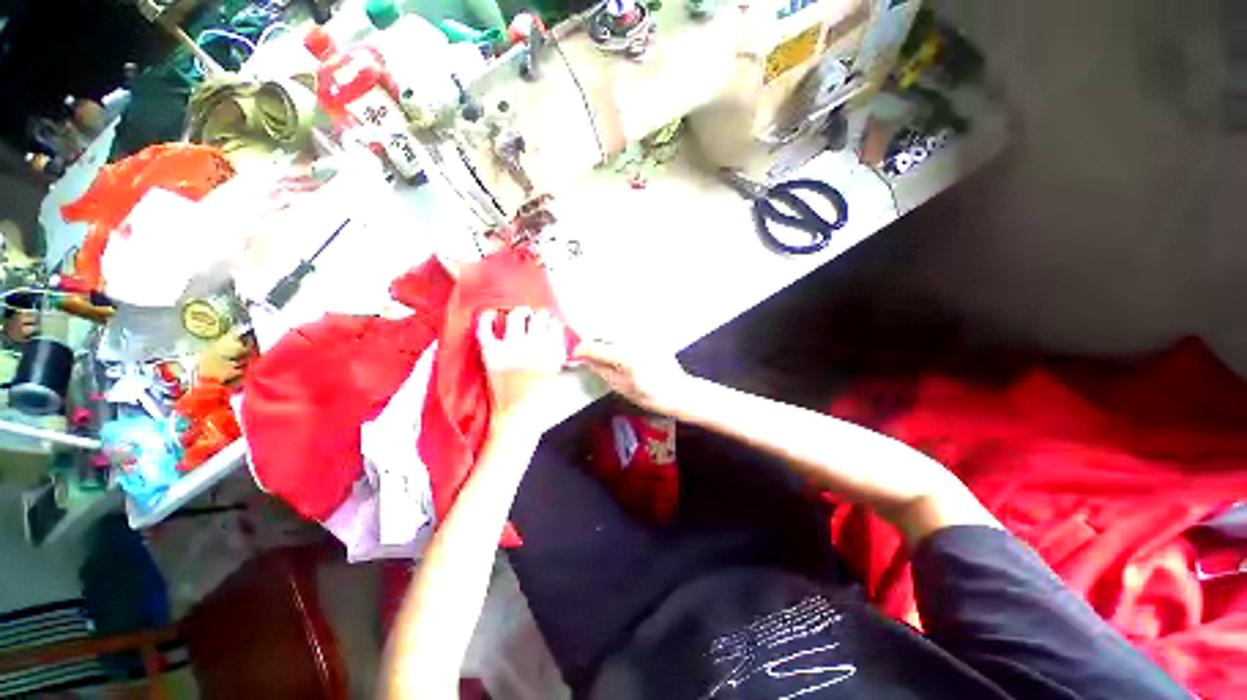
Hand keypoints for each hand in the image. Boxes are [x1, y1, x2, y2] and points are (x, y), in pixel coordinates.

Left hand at [478, 307, 566, 434]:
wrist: (516, 417)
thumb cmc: (542, 401)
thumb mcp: (563, 379)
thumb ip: (568, 360)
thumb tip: (572, 348)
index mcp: (552, 351)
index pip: (554, 324)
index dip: (552, 322)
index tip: (550, 323)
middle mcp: (533, 345)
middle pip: (538, 316)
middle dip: (538, 316)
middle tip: (536, 318)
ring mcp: (510, 347)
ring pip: (515, 316)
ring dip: (519, 313)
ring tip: (519, 315)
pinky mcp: (490, 353)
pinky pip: (484, 327)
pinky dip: (487, 318)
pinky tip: (492, 315)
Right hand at [572, 339, 697, 417]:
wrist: (677, 391)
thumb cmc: (650, 395)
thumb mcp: (620, 387)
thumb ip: (602, 370)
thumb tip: (588, 359)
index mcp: (623, 355)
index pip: (594, 346)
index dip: (581, 350)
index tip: (575, 354)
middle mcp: (632, 340)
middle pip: (604, 332)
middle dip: (593, 340)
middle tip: (587, 351)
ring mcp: (642, 336)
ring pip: (615, 330)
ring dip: (605, 336)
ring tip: (602, 349)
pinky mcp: (649, 336)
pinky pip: (628, 332)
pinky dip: (619, 337)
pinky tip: (619, 347)